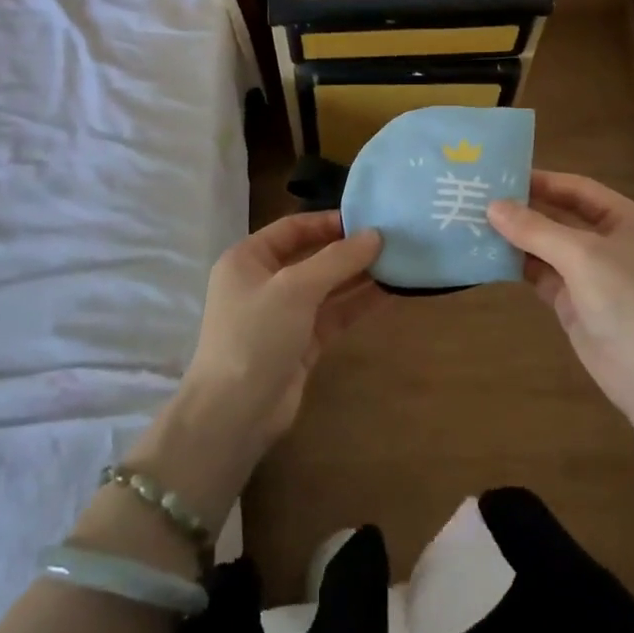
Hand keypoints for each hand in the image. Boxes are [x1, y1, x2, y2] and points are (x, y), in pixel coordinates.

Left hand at [180, 211, 383, 448]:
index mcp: (248, 259)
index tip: (367, 219)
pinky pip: (333, 315)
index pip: (292, 228)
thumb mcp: (295, 288)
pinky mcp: (301, 343)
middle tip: (391, 240)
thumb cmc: (256, 335)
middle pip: (312, 257)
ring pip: (327, 287)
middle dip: (348, 250)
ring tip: (398, 262)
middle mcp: (264, 282)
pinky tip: (389, 293)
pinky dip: (358, 304)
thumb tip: (376, 235)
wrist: (235, 413)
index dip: (328, 222)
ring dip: (358, 276)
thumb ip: (337, 260)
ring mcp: (283, 315)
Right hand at [488, 172, 633, 430]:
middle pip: (561, 216)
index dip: (541, 180)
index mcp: (626, 220)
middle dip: (524, 209)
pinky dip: (518, 266)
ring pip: (548, 247)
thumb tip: (493, 206)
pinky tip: (489, 257)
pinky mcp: (575, 303)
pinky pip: (542, 276)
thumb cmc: (628, 300)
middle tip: (479, 198)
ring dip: (517, 238)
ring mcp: (592, 274)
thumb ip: (536, 229)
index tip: (500, 174)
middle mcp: (610, 242)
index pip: (578, 189)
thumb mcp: (582, 255)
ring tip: (475, 224)